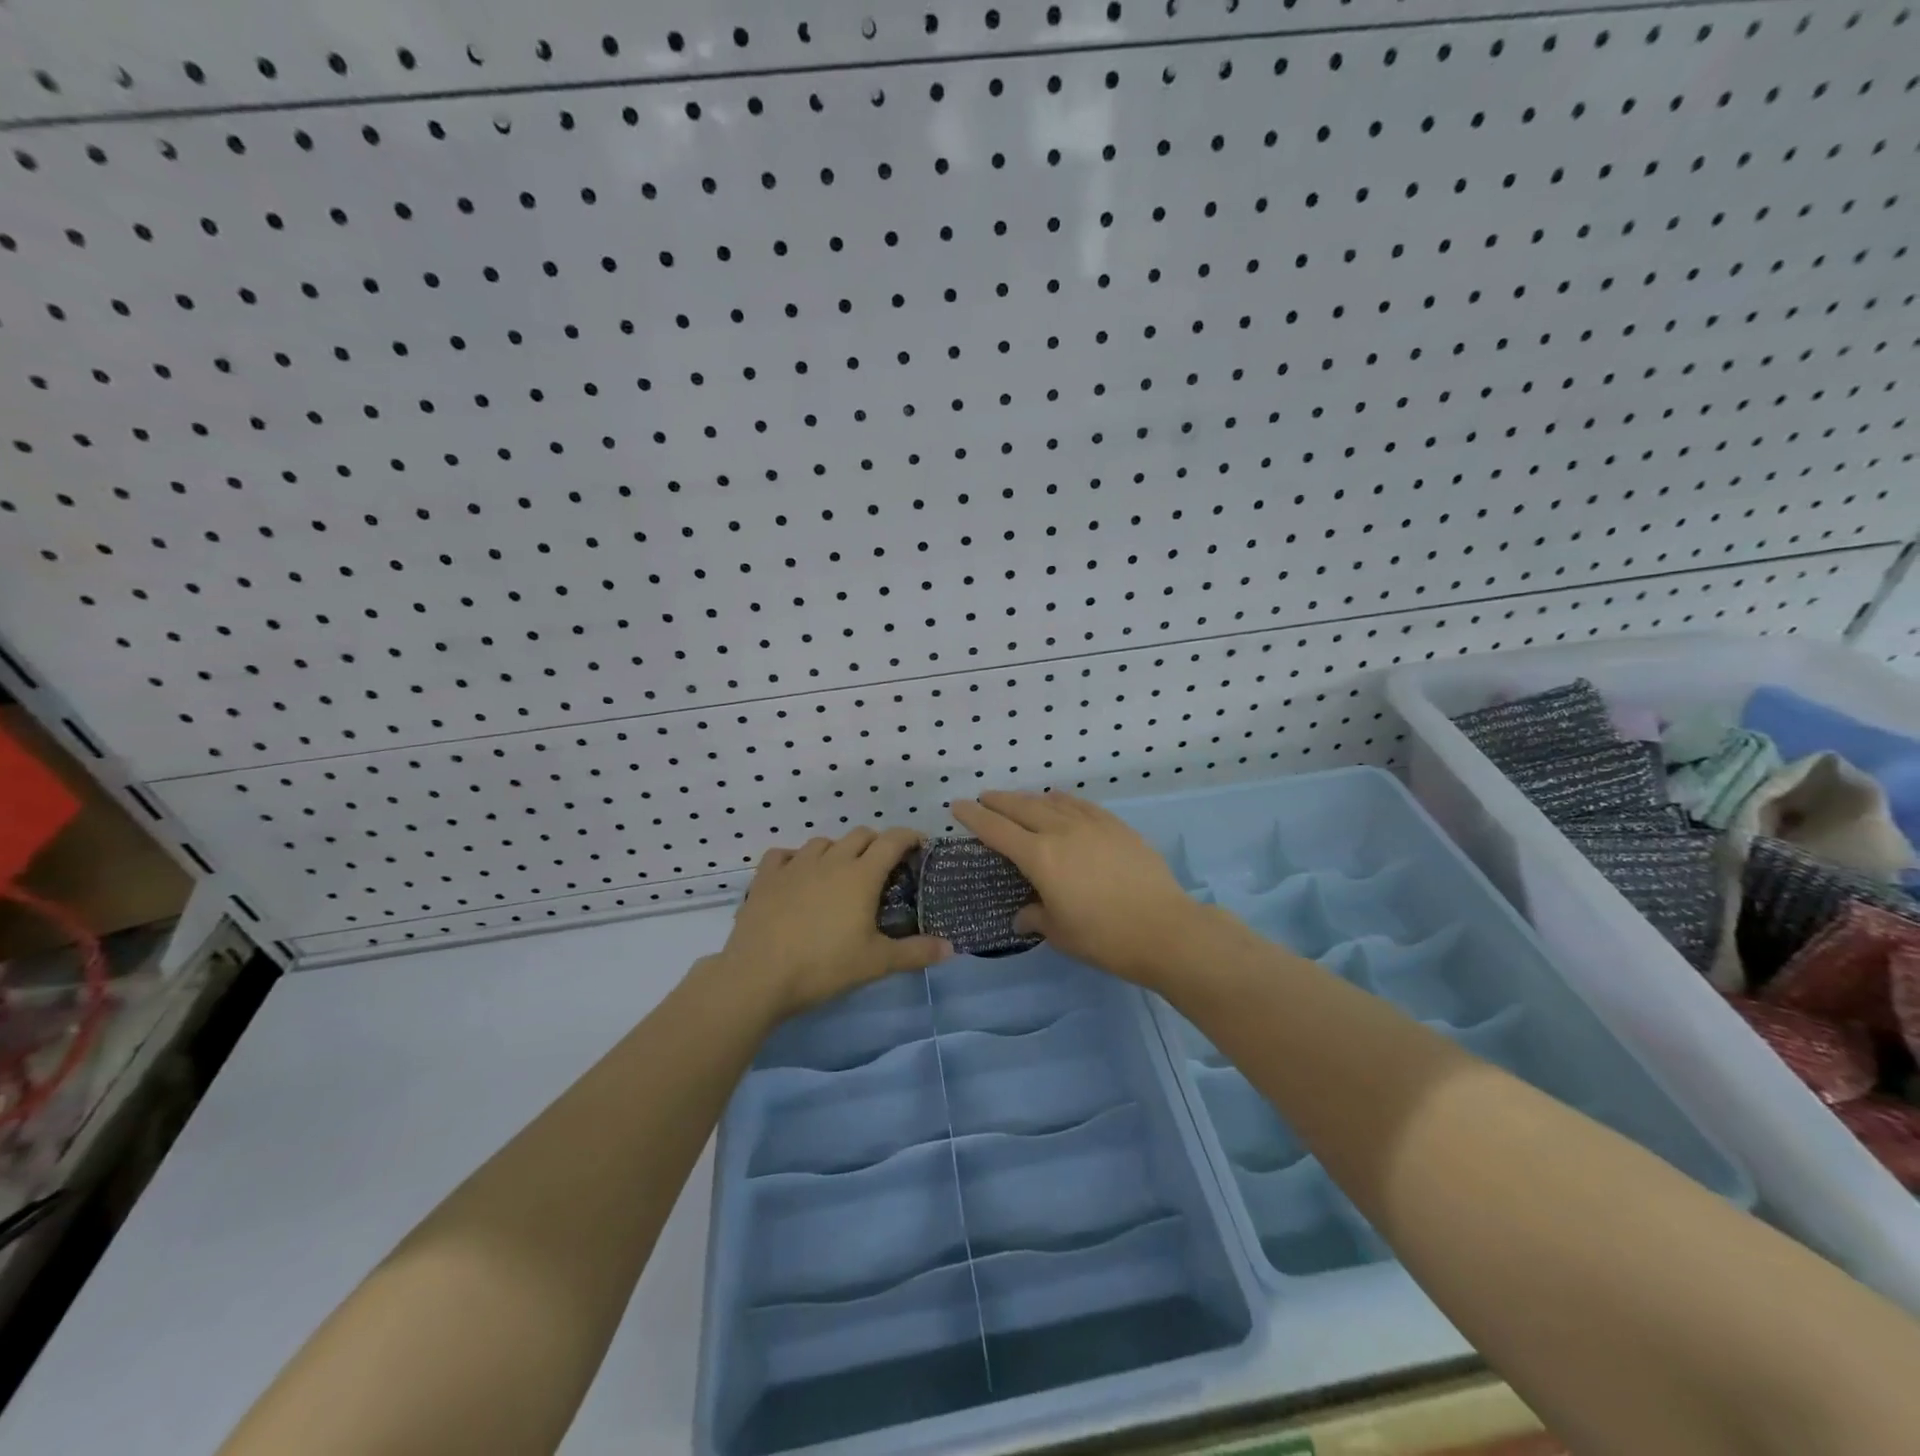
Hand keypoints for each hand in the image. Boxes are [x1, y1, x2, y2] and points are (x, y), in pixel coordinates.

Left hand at [718, 828, 951, 1018]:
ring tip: (840, 873)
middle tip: (883, 866)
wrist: (758, 976)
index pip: (892, 840)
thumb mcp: (876, 963)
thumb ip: (915, 952)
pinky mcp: (766, 877)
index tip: (919, 845)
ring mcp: (795, 865)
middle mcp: (830, 861)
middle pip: (859, 835)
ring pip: (823, 842)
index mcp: (861, 875)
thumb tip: (951, 947)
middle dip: (876, 843)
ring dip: (837, 850)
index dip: (909, 837)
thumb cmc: (824, 966)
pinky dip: (795, 858)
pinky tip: (796, 874)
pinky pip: (783, 854)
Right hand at [950, 790, 1204, 988]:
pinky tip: (1060, 802)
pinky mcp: (1116, 826)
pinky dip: (1063, 800)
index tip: (958, 805)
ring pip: (1051, 802)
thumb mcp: (1061, 933)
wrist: (1165, 929)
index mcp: (1040, 858)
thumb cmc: (1104, 938)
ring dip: (1029, 799)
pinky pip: (1081, 804)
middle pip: (1021, 807)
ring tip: (1019, 800)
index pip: (997, 830)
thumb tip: (1022, 916)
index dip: (974, 817)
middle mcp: (1061, 832)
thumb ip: (1036, 917)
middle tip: (984, 798)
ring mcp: (1092, 825)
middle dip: (998, 801)